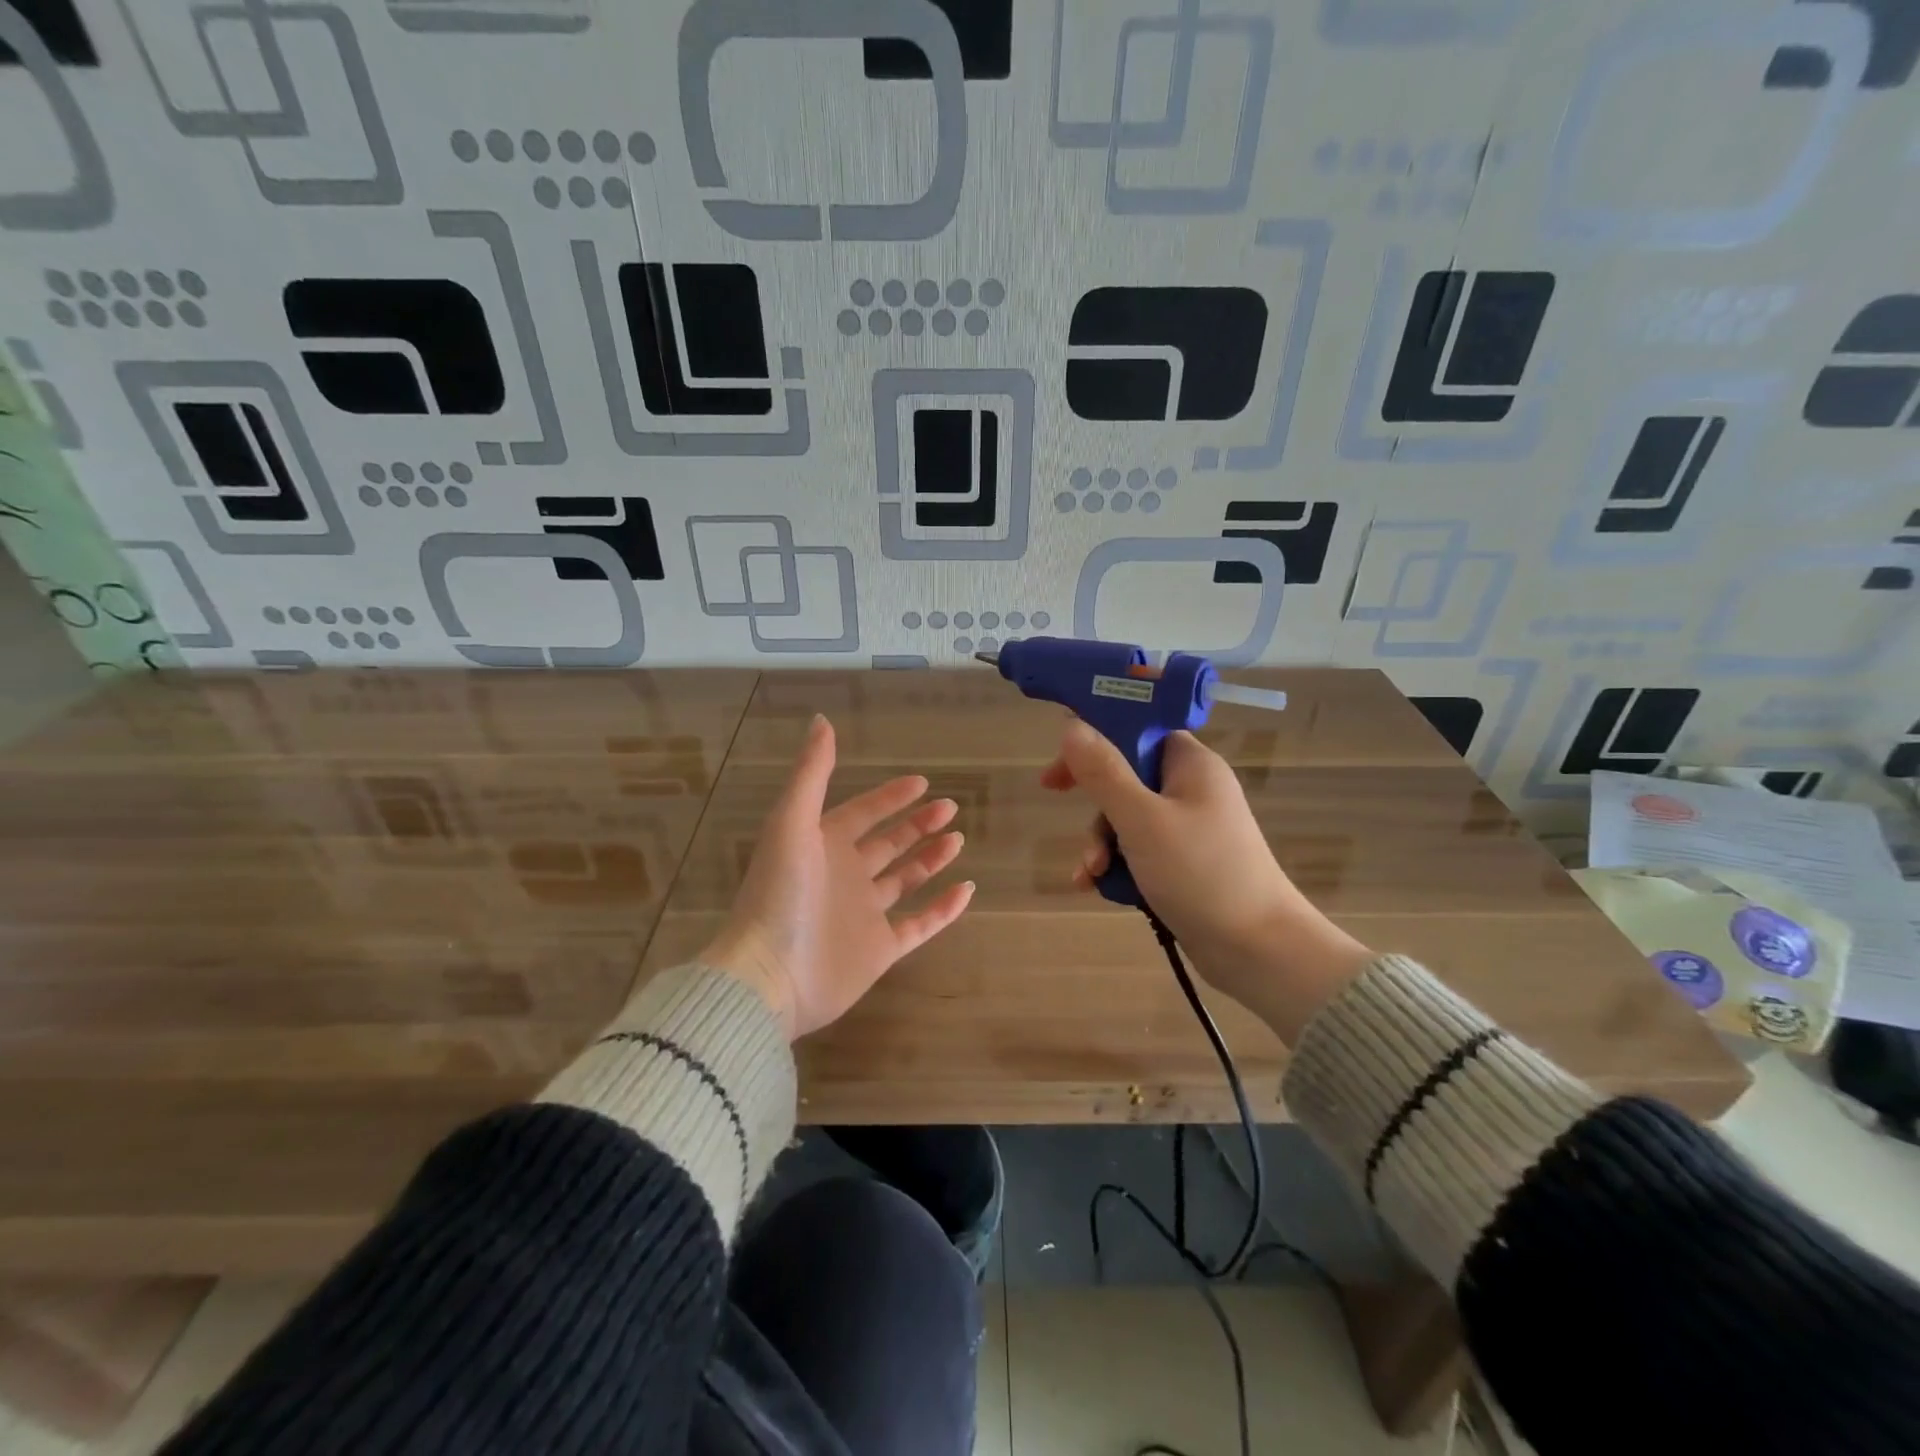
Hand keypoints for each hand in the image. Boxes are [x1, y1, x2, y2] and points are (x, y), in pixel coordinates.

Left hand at [700, 715, 974, 1038]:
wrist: (770, 976)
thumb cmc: (780, 894)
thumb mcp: (791, 823)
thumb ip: (811, 773)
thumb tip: (820, 720)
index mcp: (823, 845)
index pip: (863, 813)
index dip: (890, 796)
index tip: (922, 782)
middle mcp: (844, 876)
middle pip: (889, 843)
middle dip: (918, 824)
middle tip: (950, 808)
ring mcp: (864, 914)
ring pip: (905, 880)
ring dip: (930, 859)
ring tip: (957, 839)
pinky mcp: (879, 949)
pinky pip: (919, 925)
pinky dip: (944, 909)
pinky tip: (967, 889)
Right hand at [1040, 721, 1373, 1042]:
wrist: (1259, 950)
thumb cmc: (1200, 873)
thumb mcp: (1141, 820)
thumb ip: (1103, 772)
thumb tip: (1071, 725)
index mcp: (1191, 764)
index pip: (1139, 729)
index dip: (1097, 738)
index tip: (1063, 760)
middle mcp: (1192, 789)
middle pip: (1127, 776)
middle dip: (1094, 802)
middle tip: (1054, 797)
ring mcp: (1189, 828)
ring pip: (1128, 818)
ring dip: (1102, 842)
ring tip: (1091, 874)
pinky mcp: (1185, 864)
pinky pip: (1140, 851)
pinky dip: (1118, 865)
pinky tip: (1099, 888)